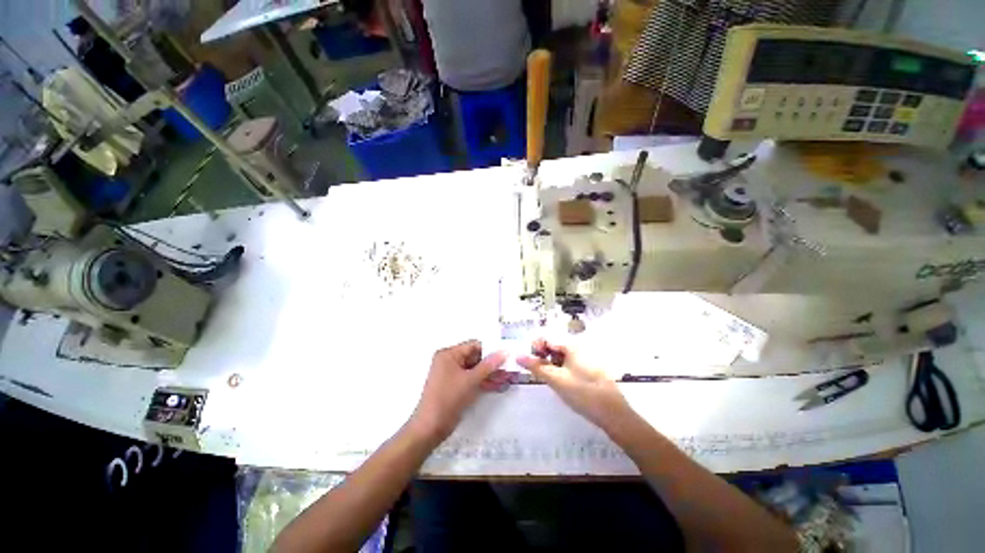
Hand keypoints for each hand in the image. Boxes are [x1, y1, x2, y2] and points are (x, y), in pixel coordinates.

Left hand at [410, 340, 507, 440]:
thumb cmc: (449, 398)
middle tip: (509, 368)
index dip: (490, 349)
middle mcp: (449, 361)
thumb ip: (489, 365)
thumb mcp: (471, 380)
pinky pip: (471, 379)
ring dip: (489, 373)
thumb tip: (504, 351)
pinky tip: (497, 385)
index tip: (507, 354)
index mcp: (449, 354)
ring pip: (474, 369)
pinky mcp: (454, 386)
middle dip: (492, 363)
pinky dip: (482, 381)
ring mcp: (451, 374)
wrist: (430, 427)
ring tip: (507, 378)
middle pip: (474, 357)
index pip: (473, 345)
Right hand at [517, 339, 634, 431]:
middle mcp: (578, 348)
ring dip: (550, 363)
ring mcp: (584, 359)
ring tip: (547, 378)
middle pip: (553, 345)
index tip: (529, 361)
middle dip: (542, 356)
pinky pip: (568, 363)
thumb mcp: (556, 379)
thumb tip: (517, 356)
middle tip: (537, 371)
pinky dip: (560, 369)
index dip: (535, 347)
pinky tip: (560, 382)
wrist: (613, 414)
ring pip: (560, 356)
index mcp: (571, 345)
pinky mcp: (588, 370)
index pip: (547, 337)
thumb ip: (536, 367)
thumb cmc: (583, 393)